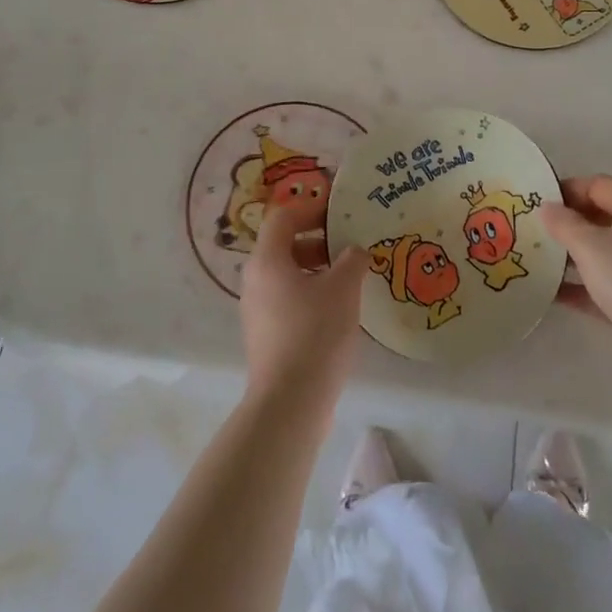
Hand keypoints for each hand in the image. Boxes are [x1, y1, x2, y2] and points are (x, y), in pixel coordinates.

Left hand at [240, 204, 368, 405]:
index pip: (284, 217)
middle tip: (349, 243)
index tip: (339, 211)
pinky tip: (338, 308)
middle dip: (318, 239)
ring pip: (286, 274)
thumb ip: (352, 259)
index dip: (311, 208)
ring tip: (349, 276)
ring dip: (317, 267)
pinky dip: (310, 292)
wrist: (290, 402)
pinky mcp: (265, 335)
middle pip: (284, 244)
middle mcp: (255, 280)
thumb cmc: (315, 333)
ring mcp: (257, 310)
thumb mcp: (343, 288)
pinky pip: (287, 298)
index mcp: (267, 260)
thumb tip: (355, 250)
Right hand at [540, 176, 611, 382]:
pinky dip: (579, 286)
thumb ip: (563, 223)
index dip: (566, 190)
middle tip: (531, 230)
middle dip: (566, 223)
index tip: (535, 202)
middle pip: (599, 217)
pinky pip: (602, 284)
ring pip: (600, 252)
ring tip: (535, 259)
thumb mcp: (588, 244)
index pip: (597, 185)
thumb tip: (546, 208)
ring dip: (570, 255)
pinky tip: (549, 293)